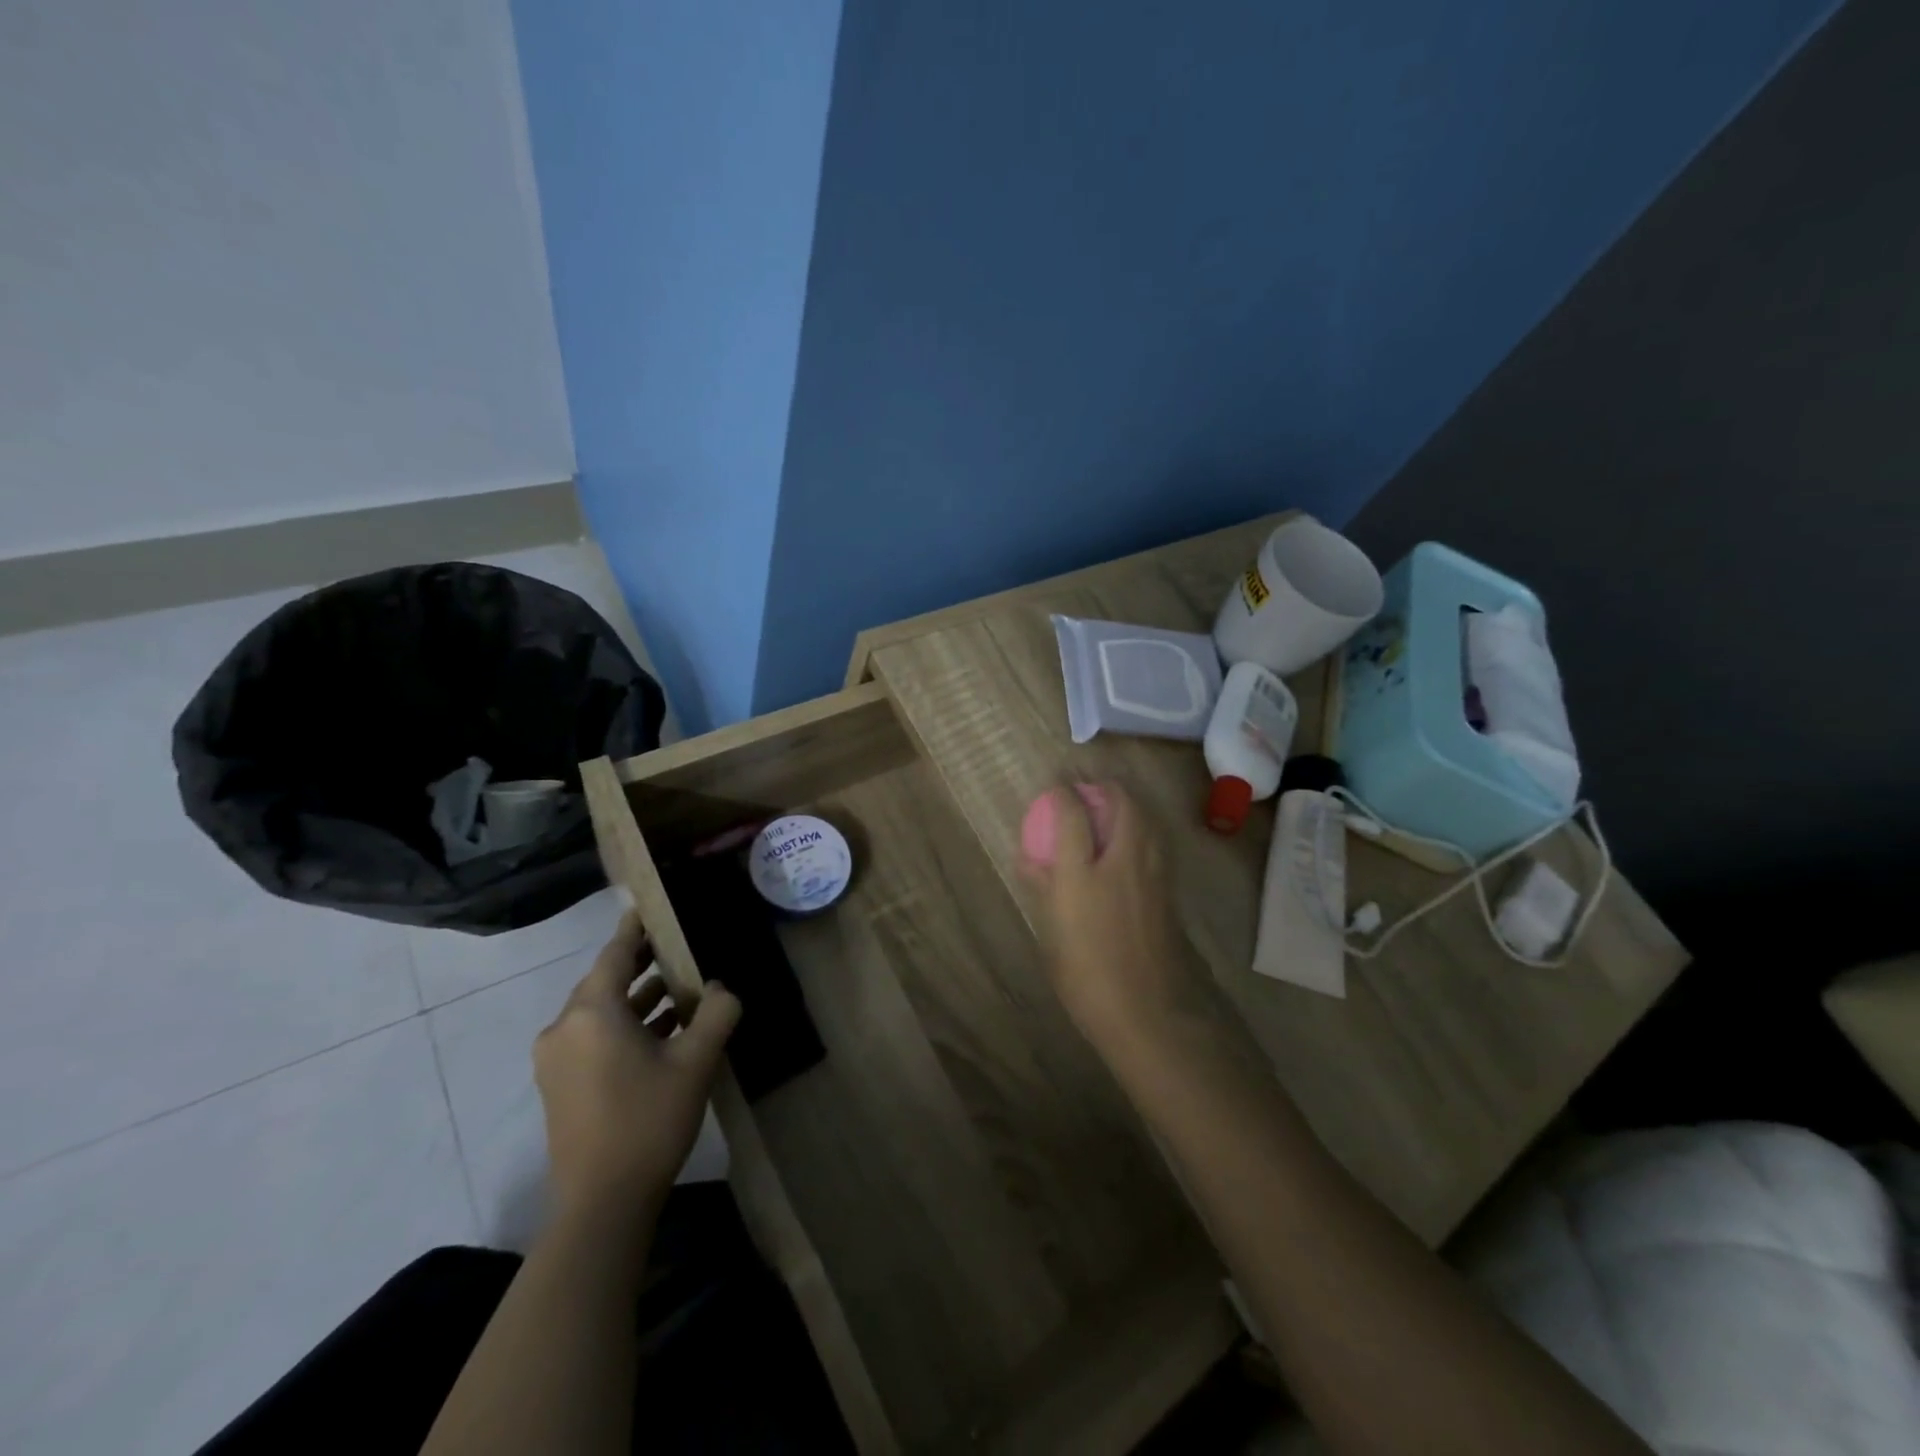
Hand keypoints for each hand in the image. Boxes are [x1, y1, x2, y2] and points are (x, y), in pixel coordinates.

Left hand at [533, 911, 740, 1222]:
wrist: (601, 1204)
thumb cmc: (648, 1120)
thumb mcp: (696, 1061)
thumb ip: (716, 1012)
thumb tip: (719, 988)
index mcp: (591, 1013)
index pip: (614, 954)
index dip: (634, 929)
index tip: (649, 907)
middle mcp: (564, 1028)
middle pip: (604, 981)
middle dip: (640, 964)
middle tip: (675, 946)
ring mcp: (556, 1060)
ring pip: (599, 1012)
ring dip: (636, 998)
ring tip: (677, 988)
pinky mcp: (559, 1086)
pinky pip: (593, 1037)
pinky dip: (624, 1026)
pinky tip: (660, 1031)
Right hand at [1026, 783, 1212, 1063]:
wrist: (1148, 1013)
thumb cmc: (1086, 978)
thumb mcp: (1051, 935)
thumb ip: (1043, 890)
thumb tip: (1030, 860)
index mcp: (1082, 874)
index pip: (1072, 815)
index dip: (1062, 792)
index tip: (1055, 784)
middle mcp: (1121, 863)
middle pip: (1123, 804)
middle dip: (1106, 787)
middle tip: (1090, 786)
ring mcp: (1152, 875)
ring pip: (1147, 820)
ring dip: (1130, 804)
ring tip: (1114, 806)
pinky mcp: (1169, 891)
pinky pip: (1156, 843)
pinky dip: (1143, 828)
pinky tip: (1134, 842)